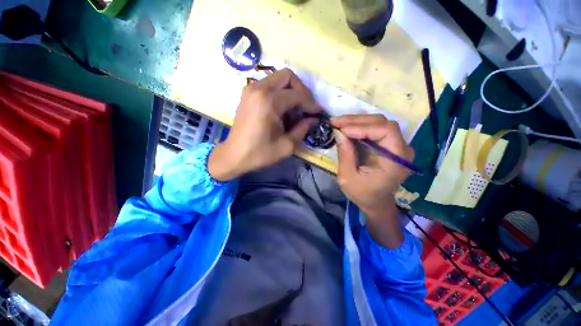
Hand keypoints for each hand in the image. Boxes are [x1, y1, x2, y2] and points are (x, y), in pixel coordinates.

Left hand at [208, 68, 319, 180]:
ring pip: (278, 78)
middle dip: (301, 90)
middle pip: (288, 76)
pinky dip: (280, 92)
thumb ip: (302, 129)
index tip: (317, 113)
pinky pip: (269, 84)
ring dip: (291, 90)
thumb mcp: (286, 146)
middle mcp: (259, 89)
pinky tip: (282, 108)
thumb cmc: (259, 153)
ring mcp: (251, 89)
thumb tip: (313, 119)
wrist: (234, 155)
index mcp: (269, 102)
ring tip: (295, 109)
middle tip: (306, 107)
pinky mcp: (248, 93)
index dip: (311, 103)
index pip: (298, 94)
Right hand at [331, 114, 414, 247]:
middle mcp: (402, 149)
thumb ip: (345, 154)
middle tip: (335, 122)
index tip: (340, 129)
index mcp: (396, 160)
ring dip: (357, 121)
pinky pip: (375, 129)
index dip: (362, 127)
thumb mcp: (348, 177)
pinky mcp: (389, 145)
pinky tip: (347, 127)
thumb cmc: (362, 194)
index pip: (385, 131)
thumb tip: (338, 132)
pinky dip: (360, 126)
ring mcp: (397, 145)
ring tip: (338, 123)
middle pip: (382, 123)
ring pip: (379, 123)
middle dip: (356, 121)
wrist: (376, 202)